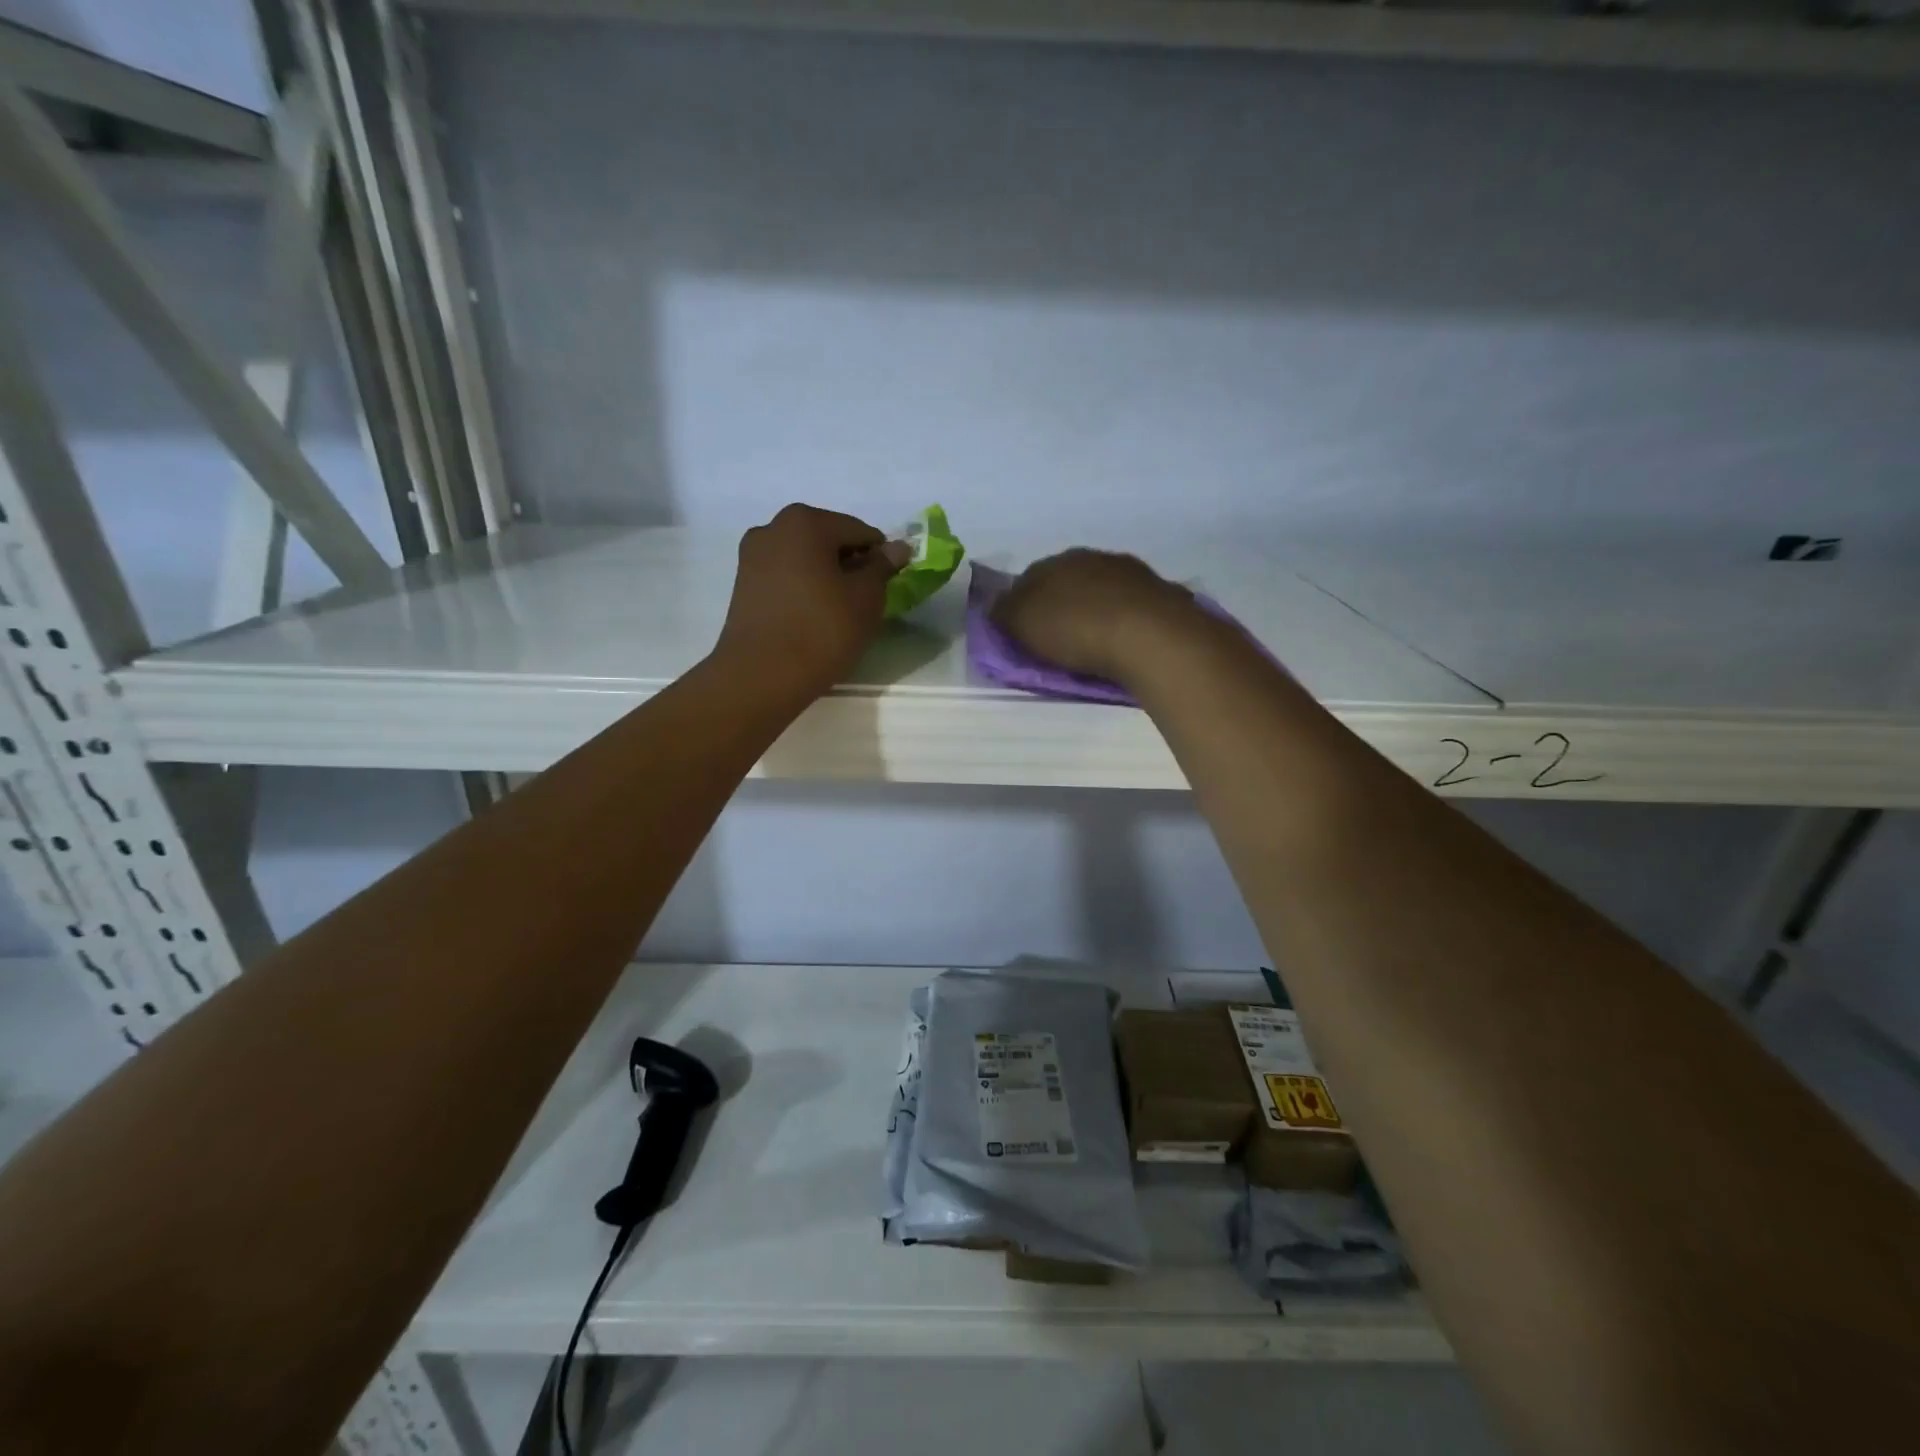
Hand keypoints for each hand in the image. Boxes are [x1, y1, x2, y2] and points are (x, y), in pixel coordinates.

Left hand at [714, 504, 908, 700]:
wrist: (761, 675)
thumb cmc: (822, 630)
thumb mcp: (866, 598)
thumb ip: (882, 566)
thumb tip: (897, 548)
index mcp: (806, 521)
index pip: (859, 531)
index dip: (880, 557)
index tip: (888, 585)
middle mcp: (773, 527)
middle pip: (828, 539)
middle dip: (850, 564)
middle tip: (865, 600)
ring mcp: (752, 555)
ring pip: (804, 558)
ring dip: (826, 576)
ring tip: (838, 611)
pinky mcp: (743, 584)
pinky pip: (785, 576)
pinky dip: (804, 588)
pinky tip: (813, 616)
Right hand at [989, 548, 1203, 686]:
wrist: (1149, 635)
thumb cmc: (1076, 629)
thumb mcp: (1023, 624)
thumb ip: (1004, 612)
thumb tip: (996, 605)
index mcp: (1055, 561)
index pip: (1029, 578)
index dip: (1024, 604)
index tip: (1025, 632)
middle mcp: (1092, 557)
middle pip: (1067, 580)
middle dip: (1062, 604)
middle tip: (1059, 638)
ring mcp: (1130, 572)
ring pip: (1102, 589)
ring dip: (1096, 608)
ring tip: (1095, 640)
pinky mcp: (1160, 591)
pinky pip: (1133, 604)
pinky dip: (1125, 617)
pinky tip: (1126, 637)